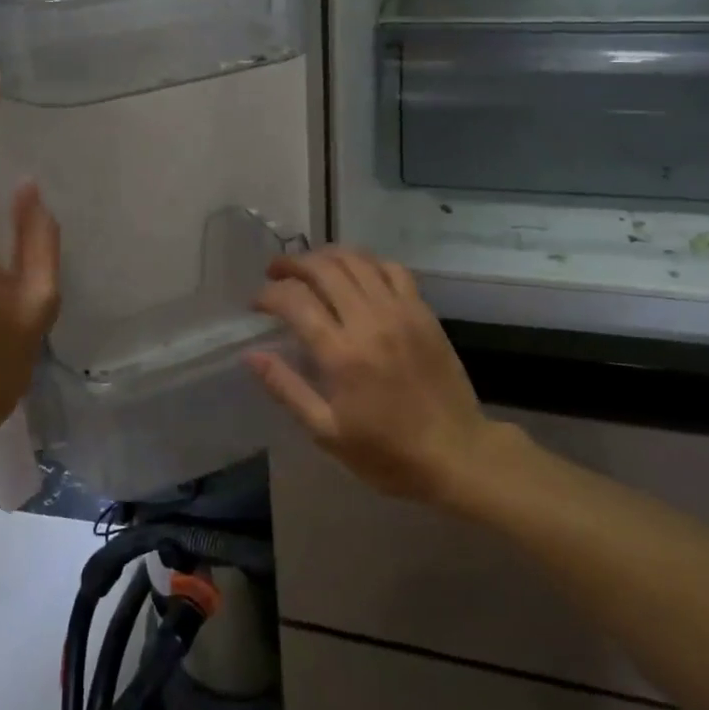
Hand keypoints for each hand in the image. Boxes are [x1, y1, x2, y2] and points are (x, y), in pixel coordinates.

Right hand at [247, 247, 501, 504]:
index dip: (268, 294)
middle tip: (275, 273)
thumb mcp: (327, 432)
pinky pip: (392, 269)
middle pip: (323, 269)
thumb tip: (251, 355)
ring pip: (356, 260)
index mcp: (341, 354)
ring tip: (309, 266)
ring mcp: (400, 311)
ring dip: (326, 256)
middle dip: (291, 264)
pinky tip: (355, 273)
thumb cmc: (387, 452)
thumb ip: (286, 388)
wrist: (457, 453)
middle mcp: (369, 321)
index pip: (294, 301)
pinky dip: (367, 262)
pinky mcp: (422, 311)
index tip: (256, 303)